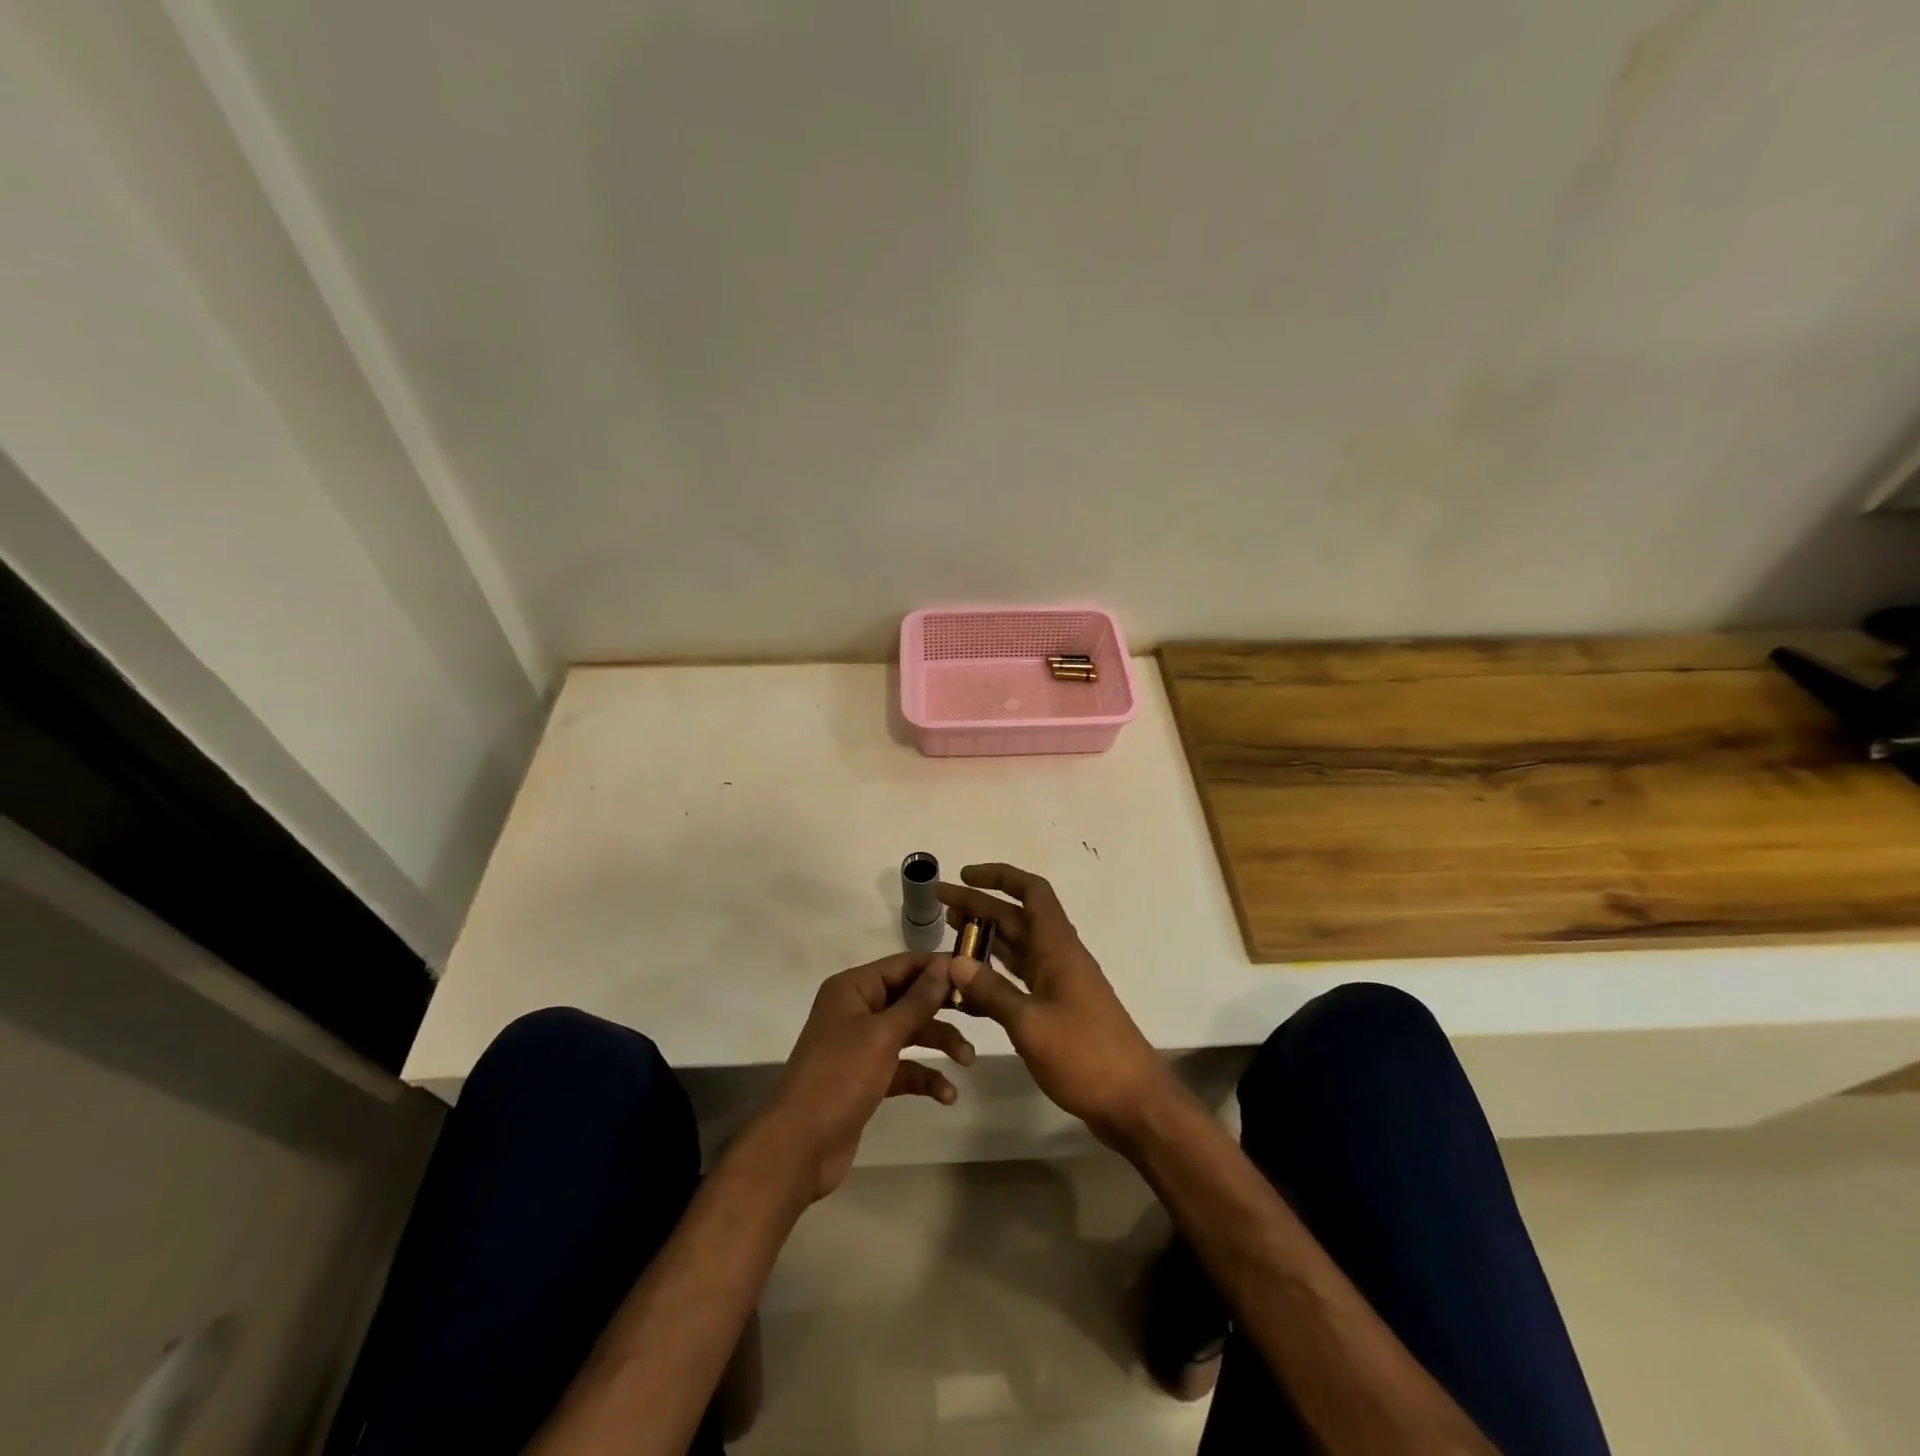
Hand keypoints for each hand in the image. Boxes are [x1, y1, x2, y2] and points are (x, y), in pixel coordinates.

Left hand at [759, 952, 973, 1200]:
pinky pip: (904, 1067)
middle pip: (910, 998)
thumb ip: (917, 1000)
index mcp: (853, 988)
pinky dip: (925, 1077)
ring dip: (939, 1043)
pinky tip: (947, 1094)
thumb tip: (946, 965)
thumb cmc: (838, 1079)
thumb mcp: (882, 1035)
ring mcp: (862, 1044)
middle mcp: (857, 1009)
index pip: (904, 965)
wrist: (799, 1148)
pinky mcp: (868, 1077)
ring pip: (911, 1032)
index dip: (939, 967)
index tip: (977, 972)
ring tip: (968, 1061)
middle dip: (943, 1008)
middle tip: (980, 1013)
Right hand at [937, 864, 1177, 1150]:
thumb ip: (991, 992)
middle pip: (1015, 918)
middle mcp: (1057, 957)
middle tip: (938, 903)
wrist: (1133, 1102)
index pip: (1031, 892)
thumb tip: (953, 962)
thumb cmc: (1086, 1055)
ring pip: (1015, 948)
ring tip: (947, 933)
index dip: (999, 876)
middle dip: (978, 906)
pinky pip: (1018, 980)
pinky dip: (992, 978)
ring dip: (983, 938)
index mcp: (1058, 948)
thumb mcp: (1031, 1024)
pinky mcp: (1055, 1010)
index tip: (964, 875)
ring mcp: (1057, 984)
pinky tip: (964, 988)